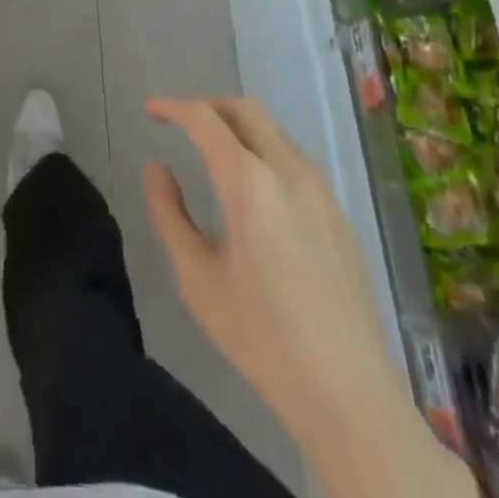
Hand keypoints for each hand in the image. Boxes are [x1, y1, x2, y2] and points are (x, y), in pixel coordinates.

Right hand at [143, 98, 498, 497]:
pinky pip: (295, 160)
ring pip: (275, 132)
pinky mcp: (340, 215)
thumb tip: (157, 169)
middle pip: (247, 110)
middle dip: (209, 106)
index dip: (174, 107)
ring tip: (211, 149)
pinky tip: (253, 188)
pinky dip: (264, 151)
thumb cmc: (260, 336)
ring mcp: (322, 192)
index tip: (150, 108)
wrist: (348, 392)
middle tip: (179, 121)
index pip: (206, 121)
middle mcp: (290, 172)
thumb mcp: (197, 277)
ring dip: (239, 127)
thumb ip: (170, 214)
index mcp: (250, 182)